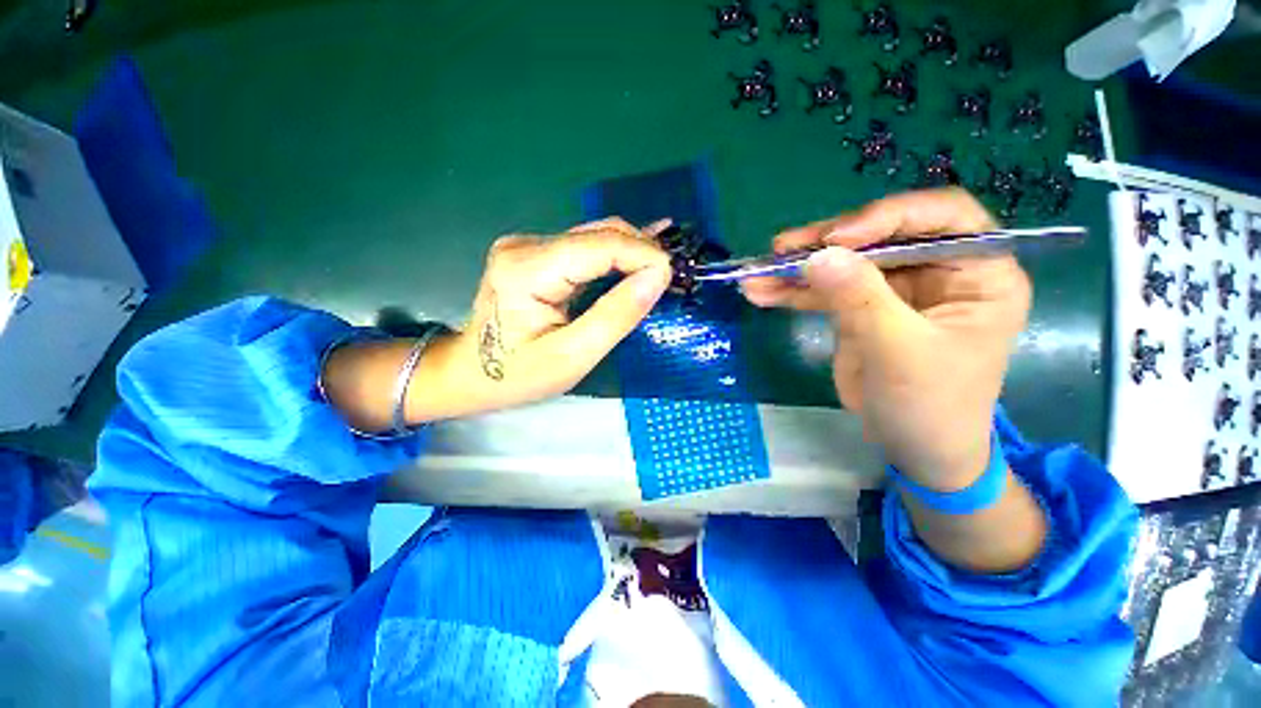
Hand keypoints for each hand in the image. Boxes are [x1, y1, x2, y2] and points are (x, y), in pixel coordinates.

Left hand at [323, 218, 672, 429]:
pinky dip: (616, 256)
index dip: (644, 255)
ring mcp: (529, 246)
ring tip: (663, 270)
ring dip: (632, 252)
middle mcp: (526, 245)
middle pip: (599, 235)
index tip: (674, 276)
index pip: (601, 246)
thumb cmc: (517, 375)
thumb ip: (616, 314)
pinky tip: (640, 259)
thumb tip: (658, 276)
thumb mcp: (572, 356)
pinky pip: (586, 248)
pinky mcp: (536, 254)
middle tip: (674, 276)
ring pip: (596, 237)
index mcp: (528, 269)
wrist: (469, 374)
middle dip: (642, 251)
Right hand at [741, 189, 1030, 489]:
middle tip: (782, 249)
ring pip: (845, 263)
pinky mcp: (861, 308)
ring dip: (799, 267)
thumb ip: (860, 299)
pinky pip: (825, 291)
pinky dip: (793, 292)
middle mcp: (938, 271)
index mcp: (979, 273)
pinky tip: (761, 292)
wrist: (911, 449)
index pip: (943, 217)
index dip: (888, 217)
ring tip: (758, 273)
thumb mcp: (899, 351)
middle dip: (826, 243)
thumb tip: (818, 255)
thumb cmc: (928, 405)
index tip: (835, 240)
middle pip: (880, 236)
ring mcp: (895, 289)